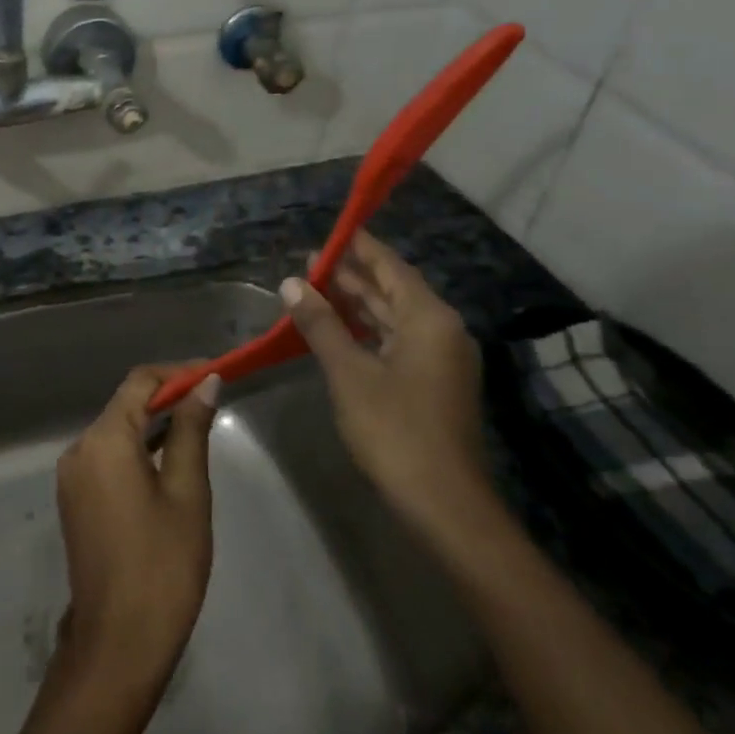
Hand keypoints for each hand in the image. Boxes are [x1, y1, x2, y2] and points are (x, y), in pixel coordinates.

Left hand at [55, 366, 218, 698]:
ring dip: (153, 423)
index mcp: (104, 440)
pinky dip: (136, 449)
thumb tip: (205, 383)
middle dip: (167, 396)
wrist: (117, 643)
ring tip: (197, 425)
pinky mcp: (74, 499)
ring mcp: (72, 476)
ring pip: (115, 431)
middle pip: (125, 404)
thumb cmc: (163, 564)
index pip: (140, 382)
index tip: (215, 372)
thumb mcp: (187, 492)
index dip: (177, 372)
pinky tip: (167, 459)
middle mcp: (79, 448)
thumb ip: (191, 430)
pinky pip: (107, 457)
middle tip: (212, 399)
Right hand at [280, 231, 490, 540]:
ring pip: (394, 318)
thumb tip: (291, 283)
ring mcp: (441, 359)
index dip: (360, 247)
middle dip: (353, 276)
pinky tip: (340, 329)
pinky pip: (398, 341)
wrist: (443, 502)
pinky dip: (368, 331)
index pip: (391, 267)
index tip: (332, 231)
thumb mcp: (349, 373)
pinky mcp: (434, 383)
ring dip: (358, 304)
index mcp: (429, 319)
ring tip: (317, 288)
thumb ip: (321, 324)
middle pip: (394, 290)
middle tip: (309, 263)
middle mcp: (442, 330)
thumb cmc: (394, 430)